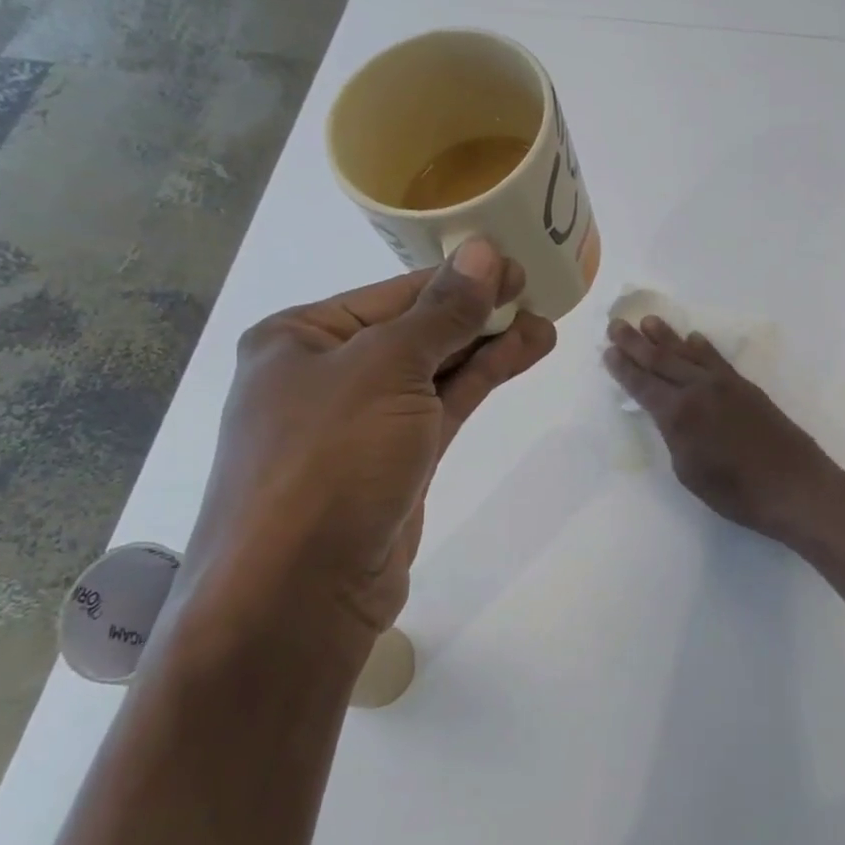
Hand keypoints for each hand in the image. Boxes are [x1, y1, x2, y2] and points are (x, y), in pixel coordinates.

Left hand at [185, 240, 556, 648]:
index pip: (394, 293)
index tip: (516, 263)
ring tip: (545, 324)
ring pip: (435, 371)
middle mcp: (325, 374)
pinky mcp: (394, 464)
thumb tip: (484, 252)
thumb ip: (442, 312)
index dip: (458, 277)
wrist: (299, 592)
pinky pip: (442, 409)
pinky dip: (481, 382)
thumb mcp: (387, 369)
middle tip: (538, 289)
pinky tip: (522, 355)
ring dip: (488, 346)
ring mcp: (361, 423)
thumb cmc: (329, 460)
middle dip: (477, 311)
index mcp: (300, 338)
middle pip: (416, 329)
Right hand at [604, 316, 835, 541]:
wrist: (794, 486)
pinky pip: (717, 360)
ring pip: (689, 353)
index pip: (642, 385)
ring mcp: (725, 385)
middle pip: (661, 360)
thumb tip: (671, 415)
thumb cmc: (735, 492)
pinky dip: (703, 347)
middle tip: (617, 324)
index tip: (608, 350)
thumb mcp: (688, 471)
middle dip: (636, 343)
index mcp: (678, 414)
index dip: (623, 368)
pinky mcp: (746, 387)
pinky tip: (694, 338)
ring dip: (667, 337)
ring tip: (649, 321)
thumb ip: (674, 436)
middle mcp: (698, 390)